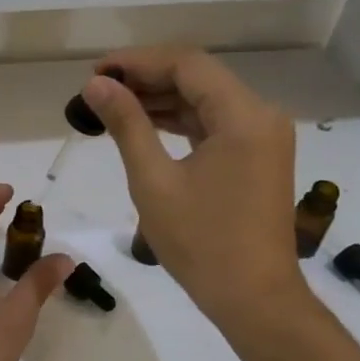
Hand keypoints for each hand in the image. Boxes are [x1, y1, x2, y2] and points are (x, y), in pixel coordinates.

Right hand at [82, 48, 313, 332]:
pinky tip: (144, 124)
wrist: (254, 299)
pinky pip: (214, 123)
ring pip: (205, 99)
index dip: (137, 61)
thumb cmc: (201, 242)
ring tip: (111, 105)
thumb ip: (126, 124)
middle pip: (198, 77)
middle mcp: (261, 115)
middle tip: (98, 90)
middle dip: (146, 78)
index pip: (187, 64)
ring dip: (161, 98)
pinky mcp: (258, 155)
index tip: (96, 72)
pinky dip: (179, 120)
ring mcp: (263, 136)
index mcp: (243, 116)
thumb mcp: (153, 181)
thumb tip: (97, 84)